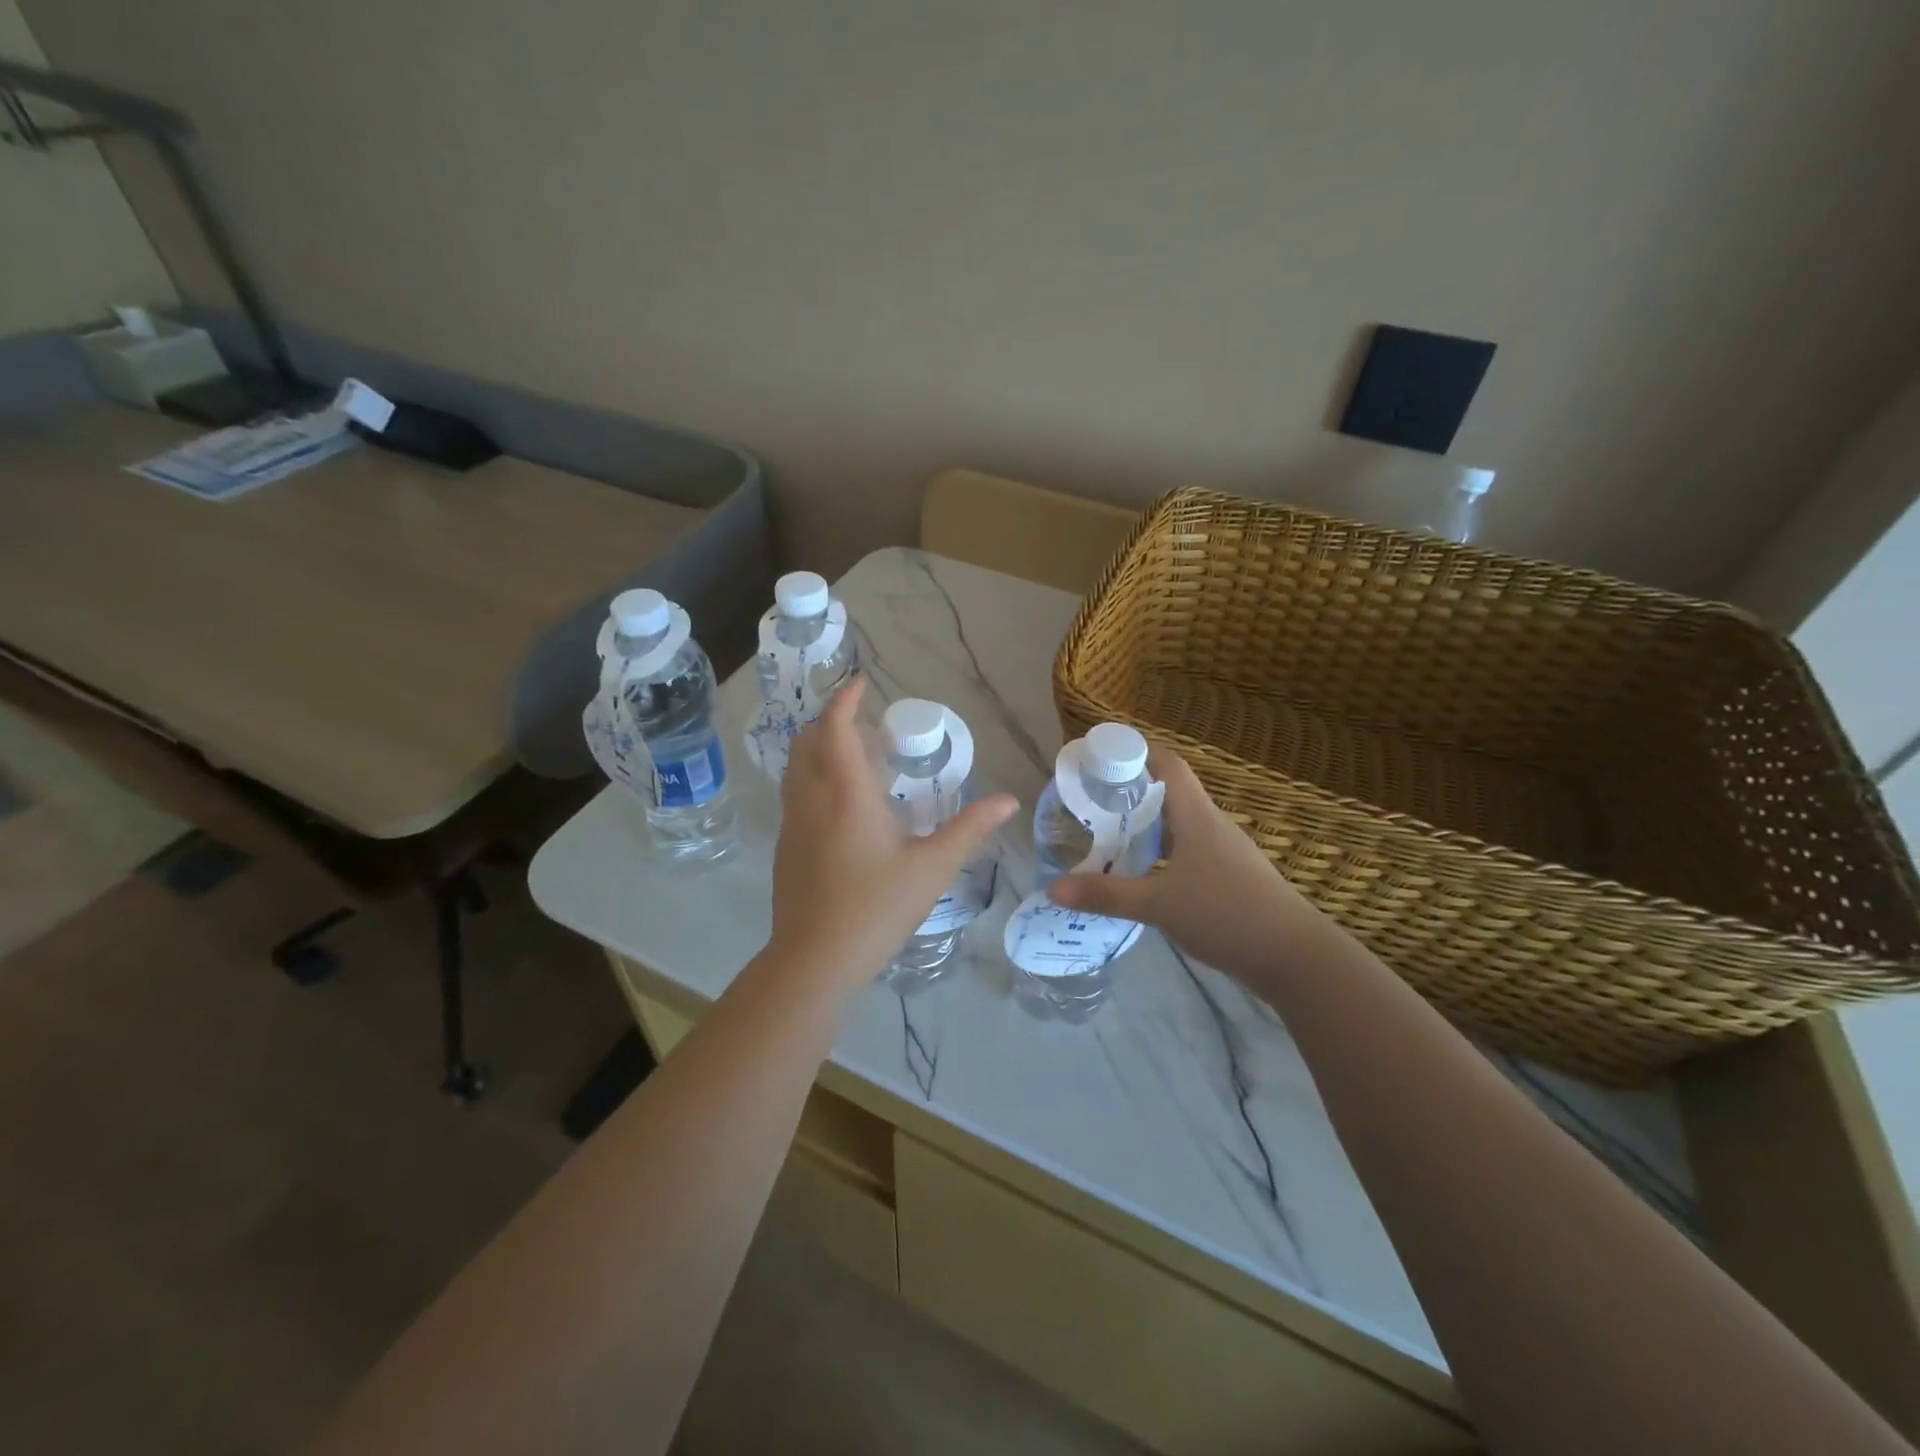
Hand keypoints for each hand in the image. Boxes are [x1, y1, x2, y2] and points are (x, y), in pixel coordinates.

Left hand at [767, 678, 1016, 994]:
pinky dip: (813, 778)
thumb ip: (970, 829)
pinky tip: (839, 805)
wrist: (815, 959)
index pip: (834, 728)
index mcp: (846, 794)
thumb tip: (1008, 801)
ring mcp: (791, 823)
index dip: (844, 700)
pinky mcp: (784, 846)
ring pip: (795, 767)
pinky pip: (794, 794)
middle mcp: (811, 799)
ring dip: (819, 749)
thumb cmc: (876, 908)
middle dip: (831, 721)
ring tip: (855, 759)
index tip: (860, 683)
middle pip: (808, 741)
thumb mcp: (932, 868)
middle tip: (865, 726)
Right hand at [1047, 748, 1316, 976]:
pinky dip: (1161, 853)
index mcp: (1197, 817)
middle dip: (1131, 791)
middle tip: (1091, 799)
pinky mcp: (1230, 879)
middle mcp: (1212, 826)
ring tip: (1107, 835)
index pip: (1168, 764)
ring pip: (1179, 826)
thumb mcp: (1158, 904)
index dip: (1137, 751)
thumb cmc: (1227, 914)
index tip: (1101, 754)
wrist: (1295, 958)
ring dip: (1146, 825)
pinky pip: (1188, 852)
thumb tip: (1053, 889)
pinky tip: (1141, 874)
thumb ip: (1106, 895)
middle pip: (1170, 793)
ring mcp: (1225, 853)